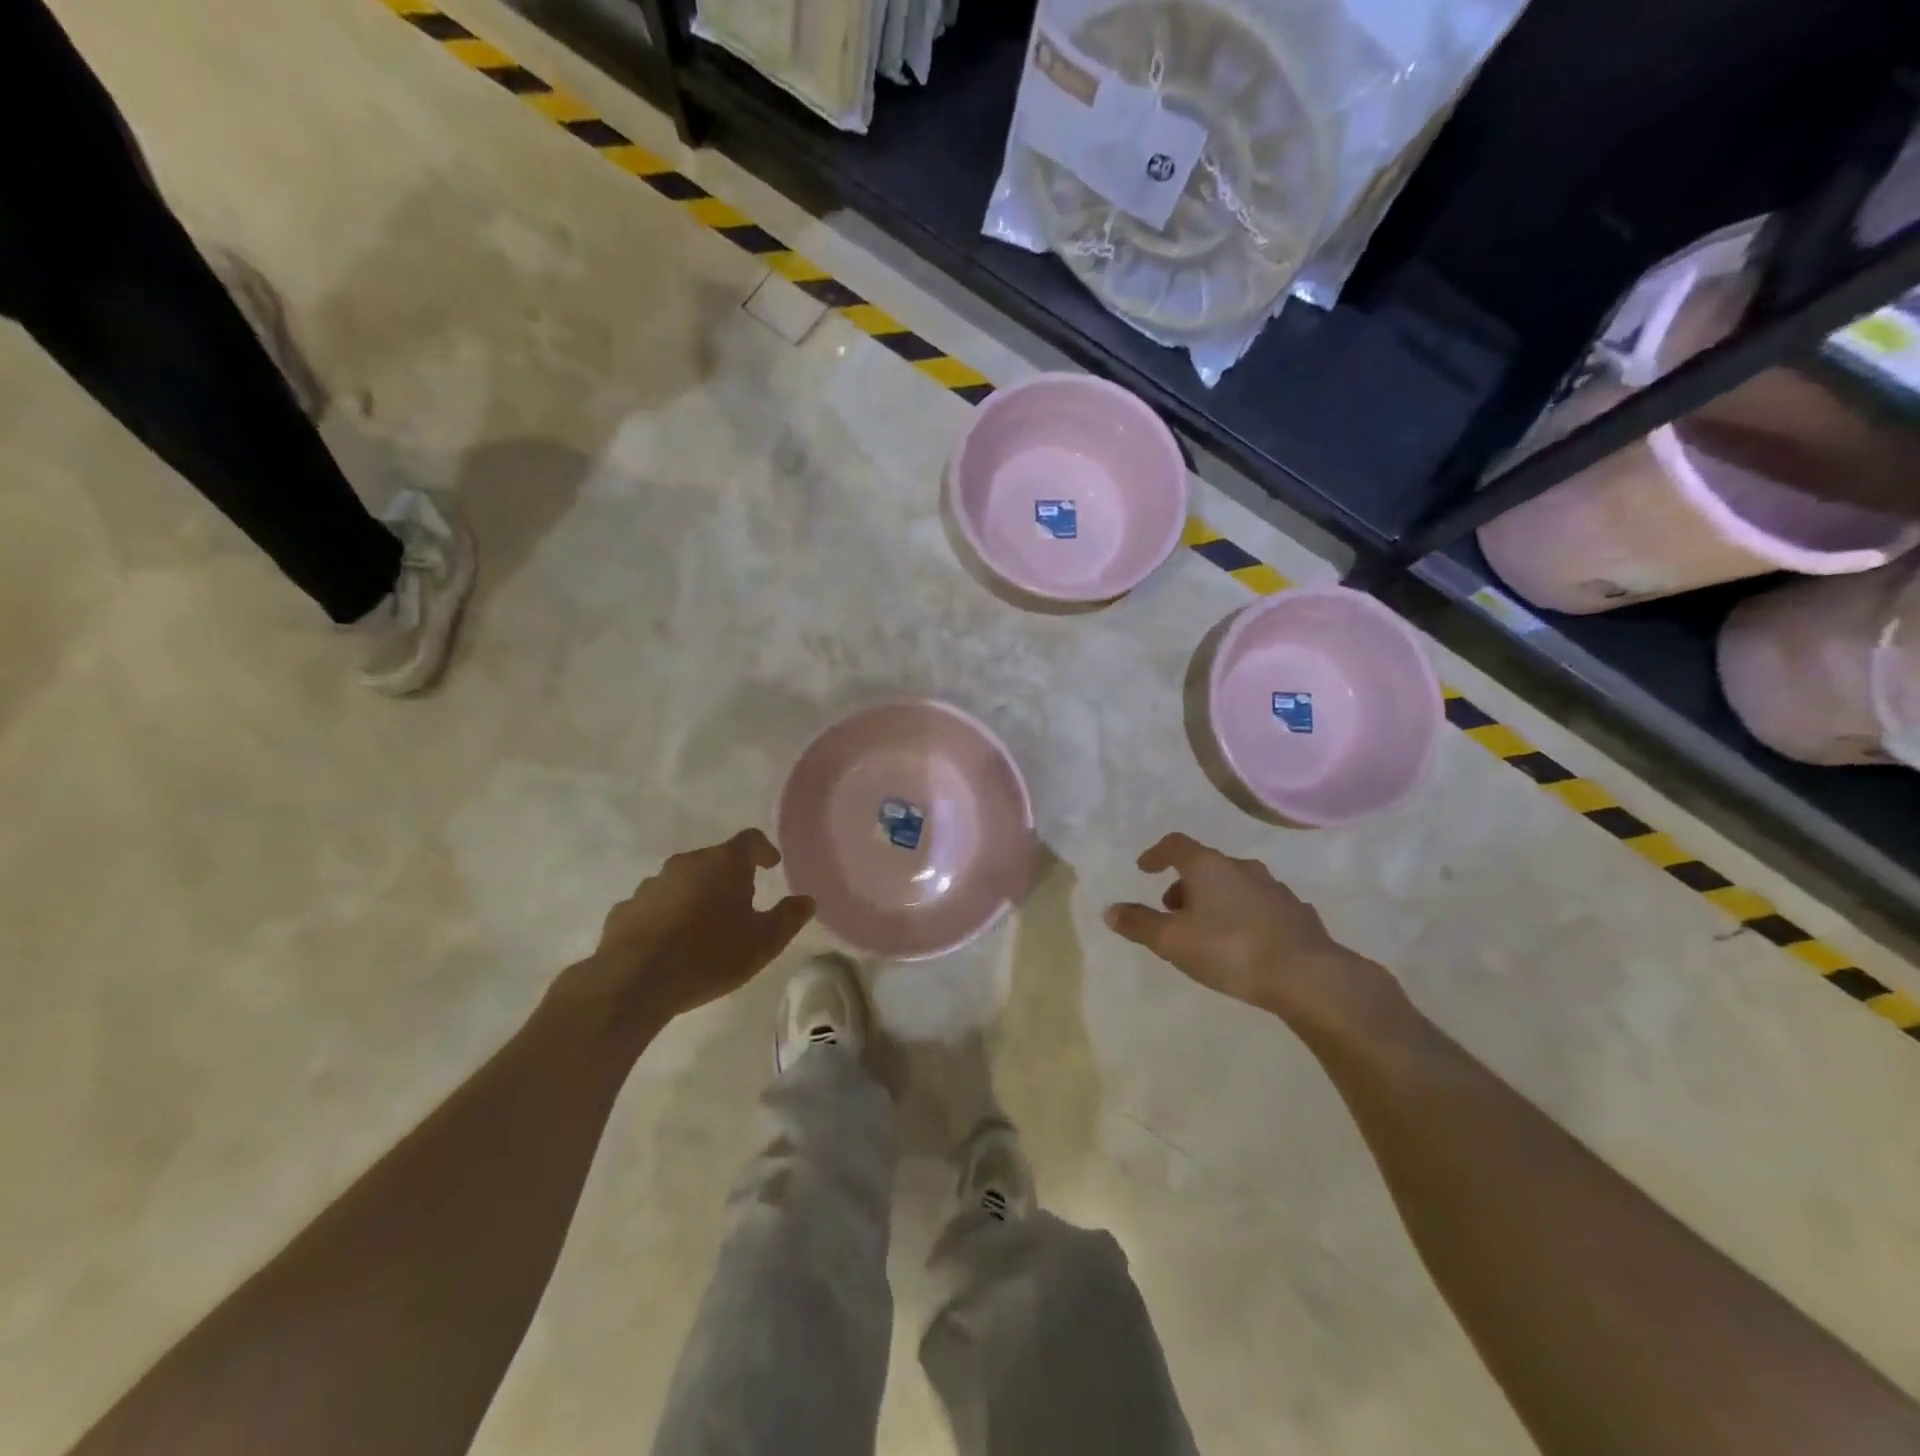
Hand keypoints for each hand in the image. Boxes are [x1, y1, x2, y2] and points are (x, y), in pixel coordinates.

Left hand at [554, 829, 813, 1046]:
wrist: (635, 981)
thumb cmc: (710, 954)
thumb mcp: (764, 942)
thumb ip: (789, 917)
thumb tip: (806, 900)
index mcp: (724, 863)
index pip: (750, 840)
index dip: (763, 850)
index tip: (771, 865)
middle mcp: (686, 863)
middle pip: (714, 860)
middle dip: (728, 877)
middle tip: (741, 903)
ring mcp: (651, 885)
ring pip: (681, 882)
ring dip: (694, 896)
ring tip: (702, 927)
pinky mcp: (624, 910)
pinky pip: (653, 906)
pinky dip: (665, 916)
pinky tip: (668, 943)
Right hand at [1105, 833, 1403, 1035]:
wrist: (1308, 976)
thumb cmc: (1230, 950)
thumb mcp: (1172, 941)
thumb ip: (1139, 924)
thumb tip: (1109, 910)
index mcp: (1208, 866)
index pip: (1176, 844)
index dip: (1157, 854)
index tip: (1145, 868)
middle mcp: (1242, 868)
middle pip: (1206, 865)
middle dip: (1186, 884)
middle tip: (1172, 910)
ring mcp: (1274, 888)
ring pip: (1235, 885)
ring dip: (1216, 899)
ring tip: (1207, 930)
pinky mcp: (1297, 913)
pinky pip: (1261, 905)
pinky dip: (1244, 915)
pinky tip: (1245, 942)